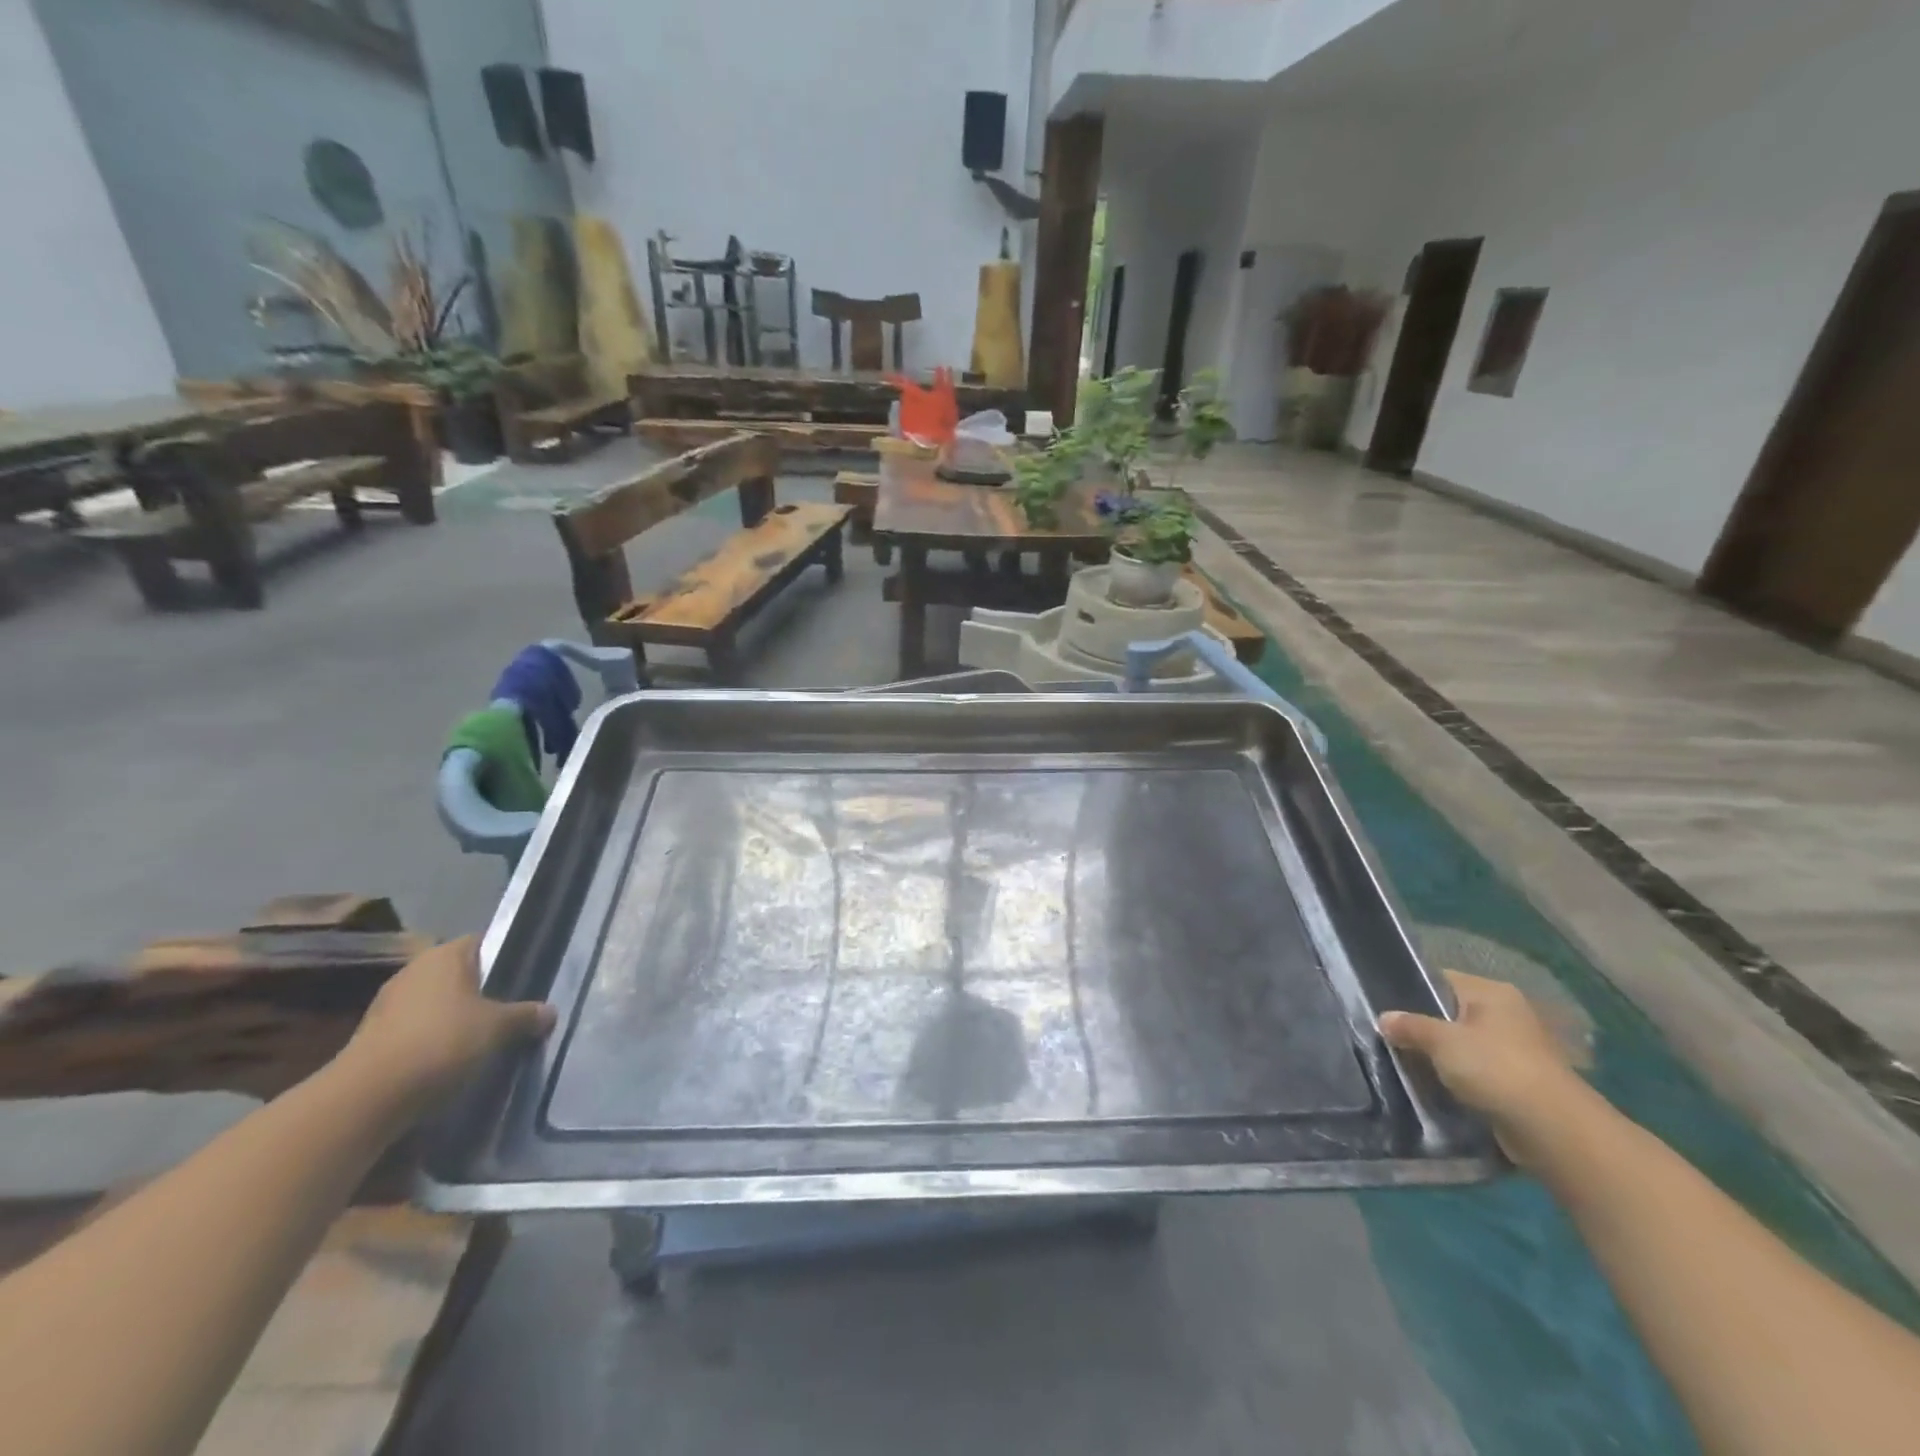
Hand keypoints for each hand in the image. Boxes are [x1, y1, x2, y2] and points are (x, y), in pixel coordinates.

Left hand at [343, 936, 555, 1117]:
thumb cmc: (442, 1042)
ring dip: (455, 1019)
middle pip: (459, 975)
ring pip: (436, 1004)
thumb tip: (550, 1011)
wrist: (368, 1097)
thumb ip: (526, 1016)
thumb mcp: (498, 1028)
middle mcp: (414, 971)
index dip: (504, 958)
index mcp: (444, 955)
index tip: (523, 979)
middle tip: (509, 1012)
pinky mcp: (373, 1038)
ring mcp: (388, 1005)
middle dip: (482, 992)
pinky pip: (416, 1030)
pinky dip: (433, 1041)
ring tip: (483, 1040)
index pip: (482, 943)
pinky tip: (450, 1062)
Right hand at [1379, 970, 1587, 1165]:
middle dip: (1424, 1027)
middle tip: (1390, 1037)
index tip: (1384, 1007)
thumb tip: (1384, 1019)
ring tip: (1407, 1063)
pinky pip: (1478, 1072)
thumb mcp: (1441, 1041)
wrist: (1553, 1130)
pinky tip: (1436, 1086)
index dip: (1411, 990)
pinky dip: (1459, 1079)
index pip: (1441, 979)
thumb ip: (1409, 1026)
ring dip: (1441, 1057)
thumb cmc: (1495, 1068)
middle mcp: (1508, 1014)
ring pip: (1464, 1046)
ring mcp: (1517, 1049)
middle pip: (1451, 1013)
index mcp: (1492, 992)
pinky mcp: (1520, 1082)